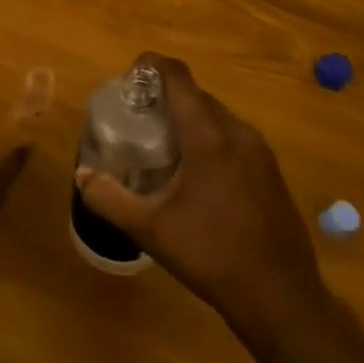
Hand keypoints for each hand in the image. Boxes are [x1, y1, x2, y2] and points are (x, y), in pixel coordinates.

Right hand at [76, 54, 330, 349]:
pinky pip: (233, 136)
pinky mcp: (271, 169)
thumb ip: (108, 197)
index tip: (129, 75)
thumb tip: (82, 175)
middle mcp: (238, 132)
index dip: (152, 65)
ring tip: (161, 143)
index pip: (178, 78)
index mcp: (208, 136)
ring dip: (188, 118)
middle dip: (165, 96)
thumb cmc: (211, 255)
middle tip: (136, 116)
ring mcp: (260, 150)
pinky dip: (209, 137)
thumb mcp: (149, 230)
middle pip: (196, 95)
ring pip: (216, 116)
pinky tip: (195, 172)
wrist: (281, 297)